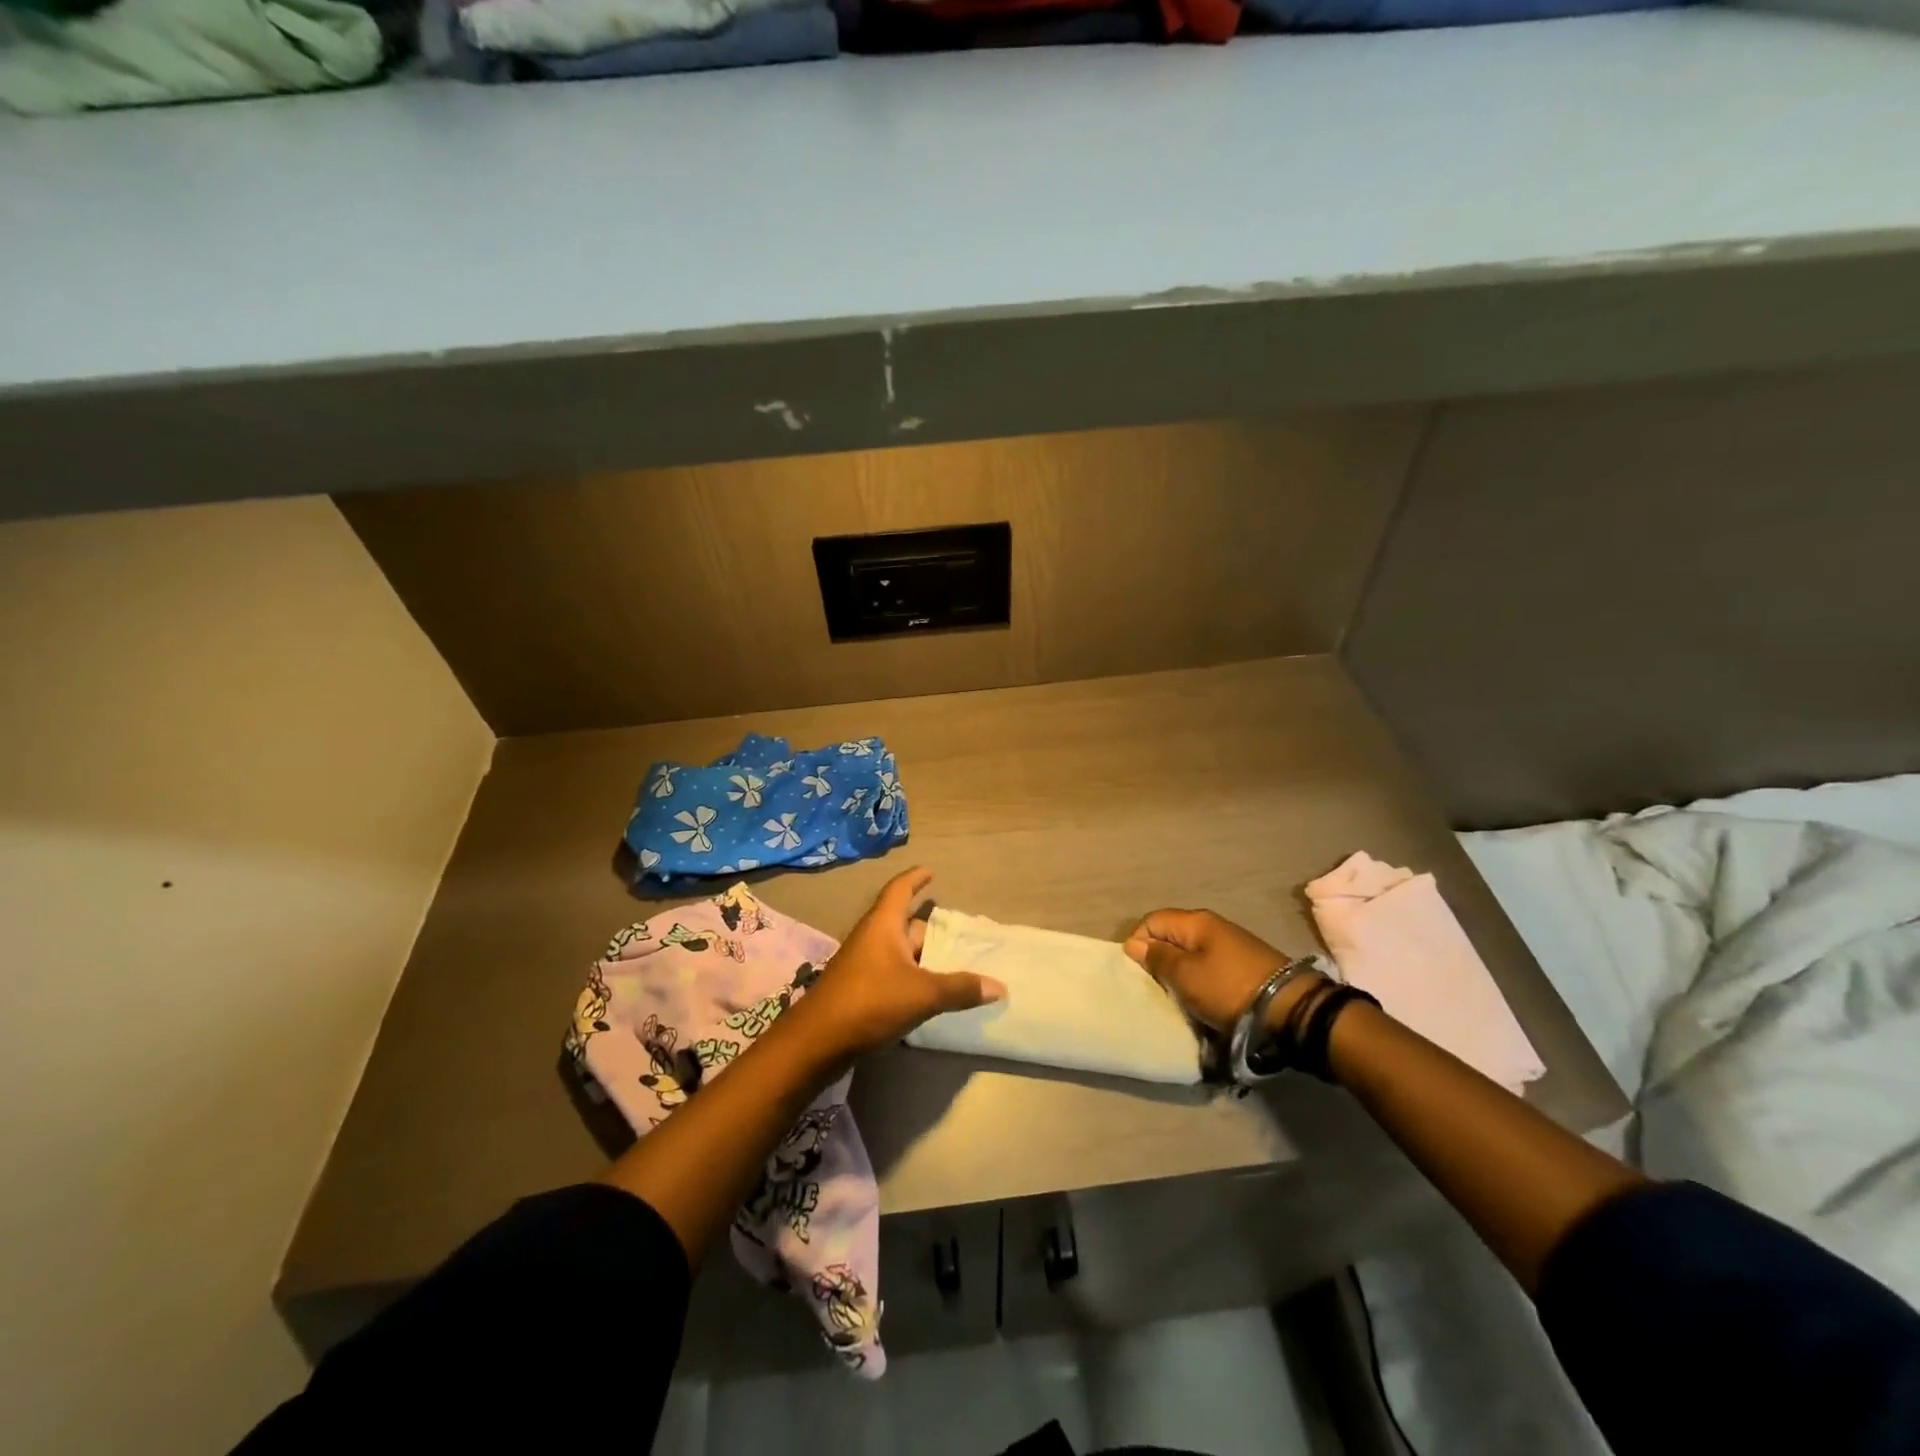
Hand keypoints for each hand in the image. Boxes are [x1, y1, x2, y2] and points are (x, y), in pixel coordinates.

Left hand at [789, 867, 1005, 1059]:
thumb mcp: (922, 994)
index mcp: (883, 925)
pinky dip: (911, 977)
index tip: (931, 871)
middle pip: (903, 923)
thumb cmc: (870, 1002)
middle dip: (928, 927)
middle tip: (957, 933)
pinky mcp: (858, 990)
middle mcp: (871, 938)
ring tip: (951, 963)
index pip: (899, 889)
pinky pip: (891, 973)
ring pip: (898, 951)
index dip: (915, 878)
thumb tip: (999, 986)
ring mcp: (862, 965)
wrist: (817, 1041)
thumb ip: (960, 989)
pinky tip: (928, 994)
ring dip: (921, 955)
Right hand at [1124, 908, 1323, 1033]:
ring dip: (1180, 972)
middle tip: (1157, 987)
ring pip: (1191, 952)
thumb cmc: (1228, 989)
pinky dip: (1200, 979)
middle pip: (1172, 935)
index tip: (1139, 973)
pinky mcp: (1245, 964)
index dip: (1138, 943)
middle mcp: (1213, 925)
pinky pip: (1209, 965)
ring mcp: (1232, 944)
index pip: (1152, 920)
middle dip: (1159, 959)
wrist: (1290, 1010)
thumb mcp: (1186, 976)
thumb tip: (1133, 943)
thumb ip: (1158, 958)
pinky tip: (1202, 997)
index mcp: (1196, 921)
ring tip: (1179, 995)